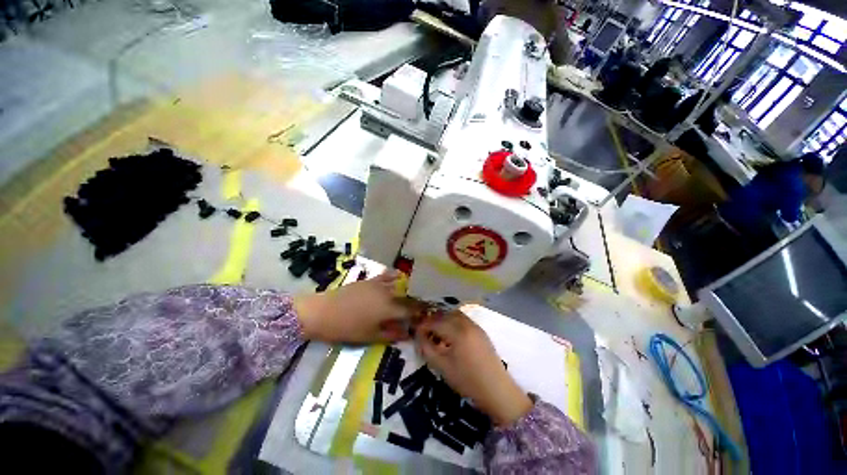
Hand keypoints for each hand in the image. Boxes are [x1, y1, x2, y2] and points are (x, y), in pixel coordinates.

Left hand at [294, 271, 420, 343]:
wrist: (322, 312)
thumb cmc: (346, 328)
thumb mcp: (369, 336)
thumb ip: (391, 334)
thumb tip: (408, 334)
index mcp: (389, 308)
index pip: (410, 310)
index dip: (420, 313)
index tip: (426, 316)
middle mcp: (387, 293)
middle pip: (406, 297)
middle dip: (415, 302)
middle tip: (420, 308)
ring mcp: (378, 284)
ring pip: (398, 285)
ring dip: (407, 290)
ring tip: (413, 294)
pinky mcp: (369, 280)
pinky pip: (385, 275)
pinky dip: (394, 276)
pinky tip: (399, 275)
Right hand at [415, 310, 532, 426]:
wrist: (497, 391)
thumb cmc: (468, 381)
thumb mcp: (443, 367)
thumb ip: (428, 350)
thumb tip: (418, 338)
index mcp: (458, 331)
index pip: (435, 322)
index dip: (423, 326)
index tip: (415, 332)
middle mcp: (467, 324)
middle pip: (445, 314)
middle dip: (433, 320)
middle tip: (425, 331)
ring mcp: (476, 326)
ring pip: (455, 315)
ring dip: (444, 320)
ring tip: (437, 333)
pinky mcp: (481, 332)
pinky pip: (464, 320)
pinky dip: (454, 323)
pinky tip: (450, 336)